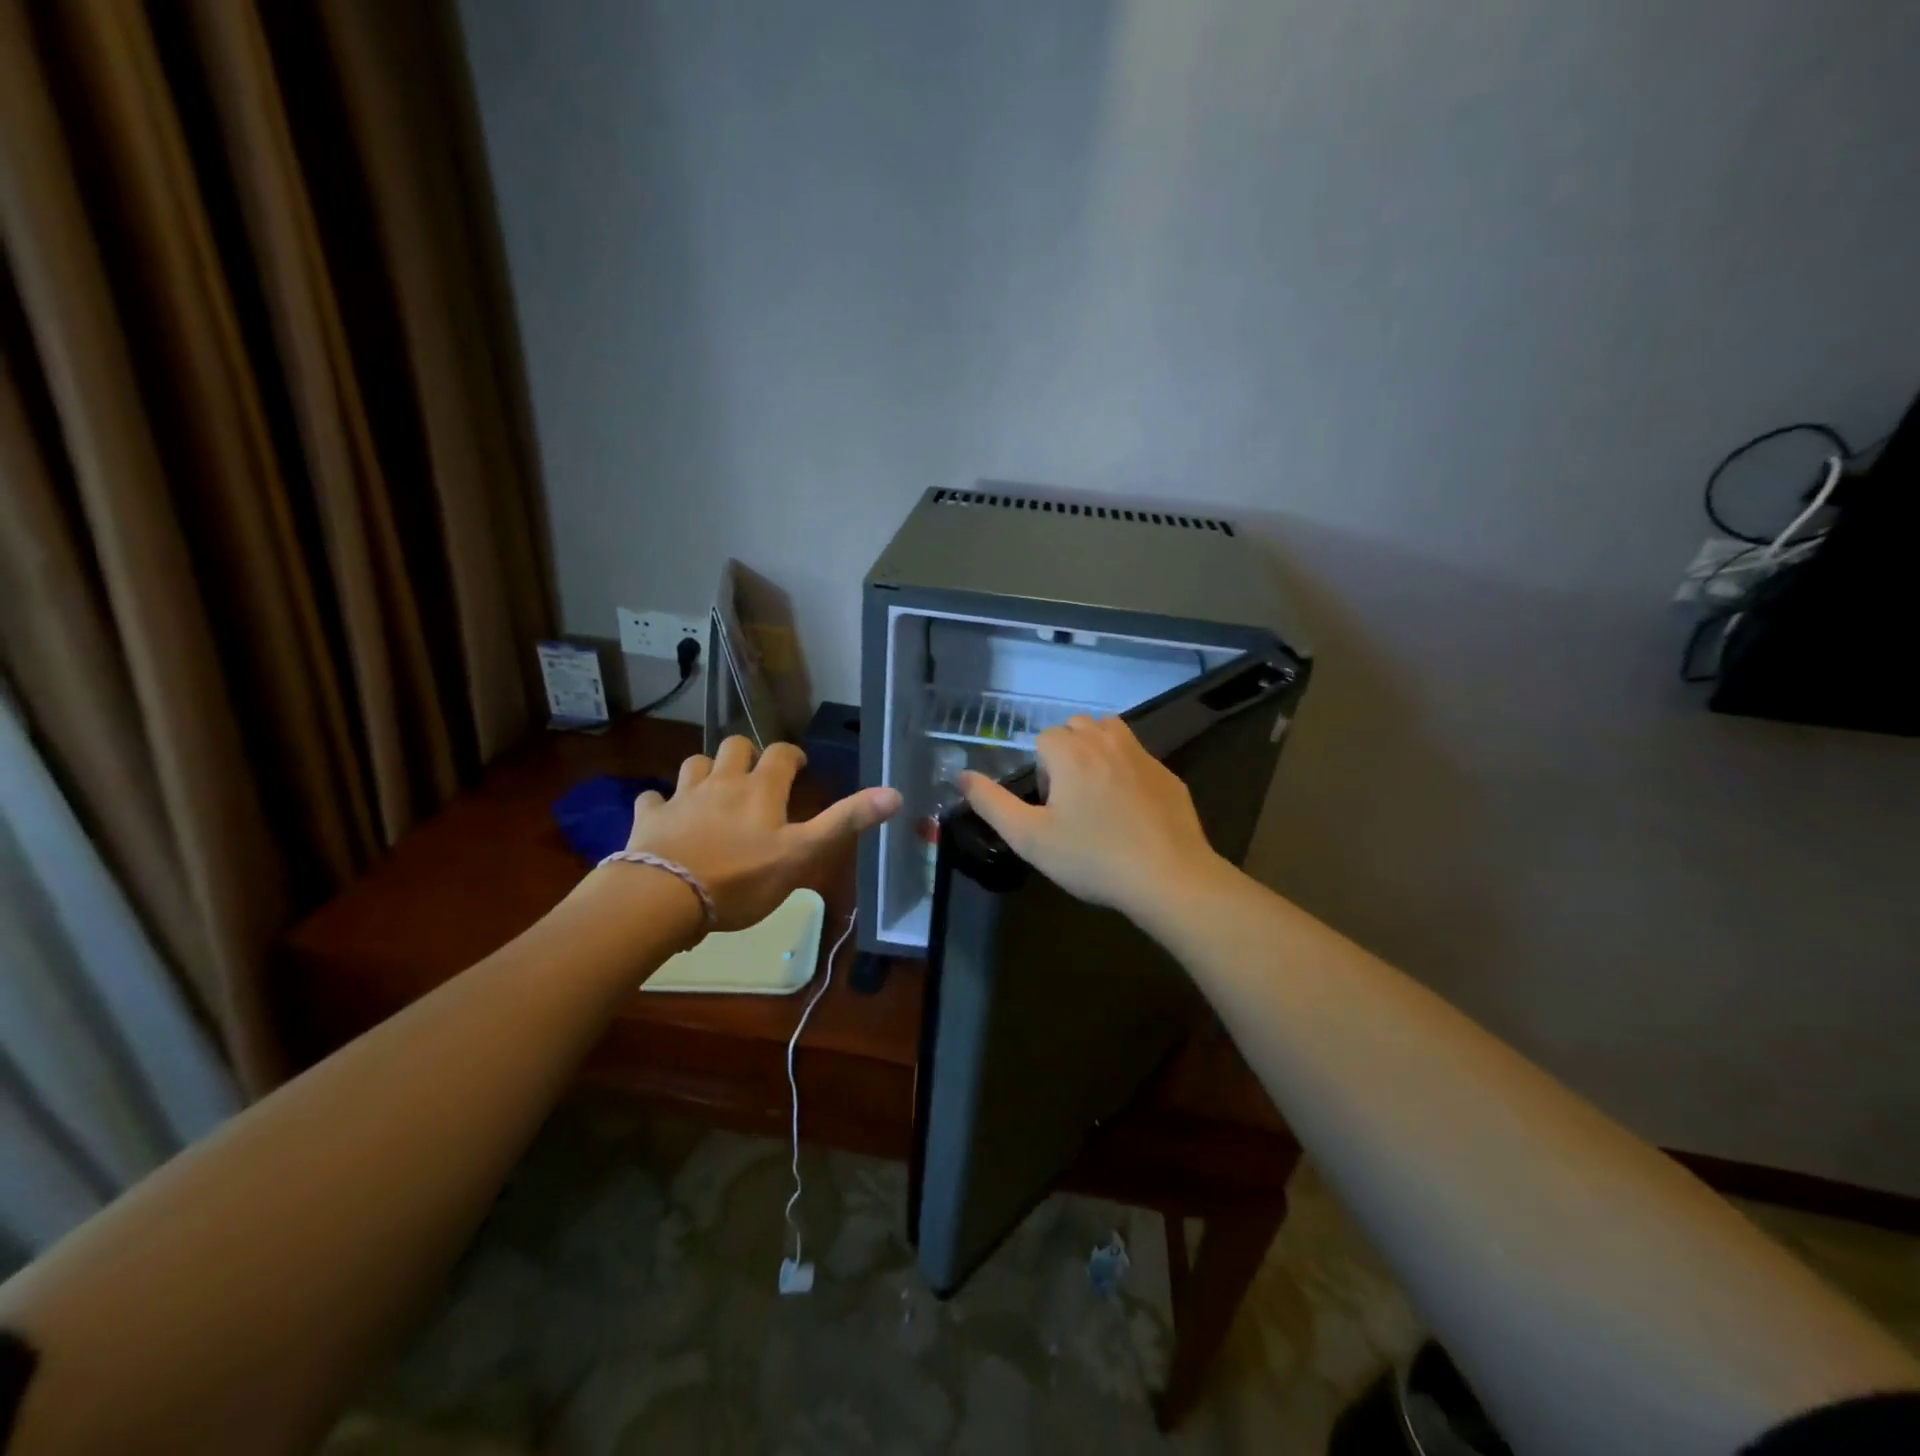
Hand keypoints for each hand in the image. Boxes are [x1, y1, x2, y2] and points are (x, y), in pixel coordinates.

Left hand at [620, 736, 900, 932]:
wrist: (664, 897)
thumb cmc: (741, 878)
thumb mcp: (803, 854)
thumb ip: (845, 822)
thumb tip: (895, 793)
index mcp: (760, 789)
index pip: (781, 754)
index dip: (792, 756)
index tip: (799, 766)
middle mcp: (721, 782)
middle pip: (734, 747)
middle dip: (747, 754)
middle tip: (756, 777)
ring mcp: (682, 797)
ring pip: (694, 764)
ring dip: (706, 770)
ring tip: (714, 789)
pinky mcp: (650, 818)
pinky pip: (653, 799)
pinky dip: (661, 803)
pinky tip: (665, 815)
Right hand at [958, 715, 1226, 921]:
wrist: (1168, 877)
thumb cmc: (1092, 858)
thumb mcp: (1029, 838)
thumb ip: (991, 803)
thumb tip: (962, 776)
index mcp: (1071, 752)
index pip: (1044, 738)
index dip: (1042, 771)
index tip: (1051, 808)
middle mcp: (1107, 741)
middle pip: (1076, 727)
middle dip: (1067, 754)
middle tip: (1070, 802)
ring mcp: (1142, 755)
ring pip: (1110, 732)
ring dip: (1097, 751)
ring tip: (1098, 795)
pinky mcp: (1168, 774)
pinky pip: (1138, 757)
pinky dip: (1127, 771)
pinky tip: (1131, 811)